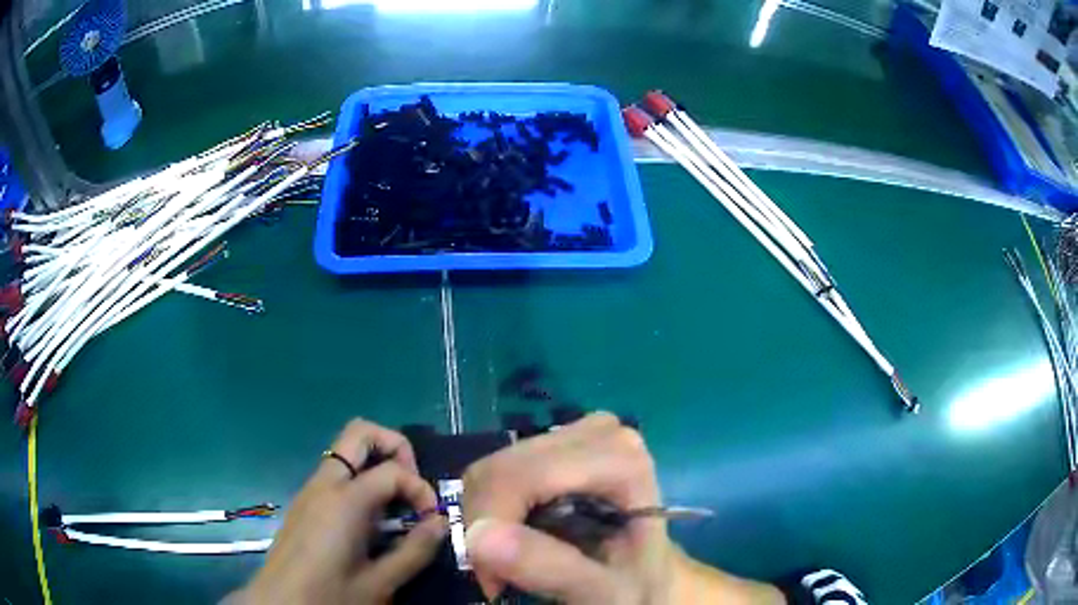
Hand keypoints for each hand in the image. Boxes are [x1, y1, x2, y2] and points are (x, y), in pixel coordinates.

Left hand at [231, 419, 447, 604]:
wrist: (280, 603)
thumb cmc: (330, 595)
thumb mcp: (381, 583)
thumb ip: (415, 551)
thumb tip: (441, 524)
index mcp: (344, 500)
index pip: (393, 470)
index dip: (421, 490)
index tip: (431, 522)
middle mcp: (324, 483)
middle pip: (359, 432)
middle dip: (395, 448)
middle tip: (411, 488)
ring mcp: (310, 489)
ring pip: (346, 451)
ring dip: (377, 465)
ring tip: (396, 508)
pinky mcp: (304, 502)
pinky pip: (336, 473)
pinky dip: (361, 481)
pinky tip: (370, 522)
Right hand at [462, 412, 784, 604]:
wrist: (656, 578)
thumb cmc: (643, 587)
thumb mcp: (604, 592)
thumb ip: (550, 568)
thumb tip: (479, 536)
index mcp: (618, 455)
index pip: (520, 478)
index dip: (492, 529)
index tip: (492, 583)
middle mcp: (599, 429)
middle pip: (501, 469)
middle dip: (486, 526)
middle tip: (498, 576)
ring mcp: (580, 432)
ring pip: (495, 467)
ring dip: (488, 518)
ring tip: (509, 559)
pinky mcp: (562, 446)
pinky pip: (504, 470)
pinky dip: (496, 508)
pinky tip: (518, 534)